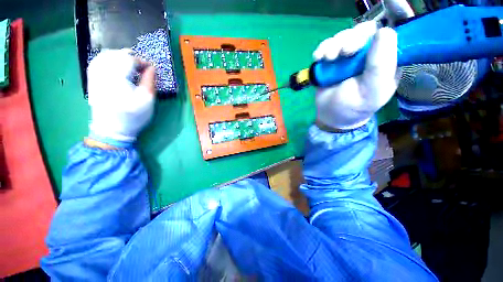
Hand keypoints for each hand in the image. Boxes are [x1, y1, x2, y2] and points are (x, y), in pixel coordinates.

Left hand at [87, 49, 155, 146]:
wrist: (111, 129)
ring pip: (105, 56)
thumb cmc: (133, 116)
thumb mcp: (146, 101)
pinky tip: (115, 64)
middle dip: (131, 57)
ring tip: (130, 64)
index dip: (142, 61)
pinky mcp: (91, 80)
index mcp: (117, 79)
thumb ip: (150, 82)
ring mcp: (94, 76)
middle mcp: (103, 73)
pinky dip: (108, 59)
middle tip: (142, 66)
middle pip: (116, 55)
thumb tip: (152, 68)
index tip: (151, 68)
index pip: (129, 60)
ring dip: (120, 57)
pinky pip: (97, 62)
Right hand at [312, 21, 397, 129]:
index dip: (383, 25)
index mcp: (386, 59)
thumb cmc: (354, 106)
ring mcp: (347, 56)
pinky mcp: (331, 61)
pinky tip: (318, 58)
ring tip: (328, 59)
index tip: (374, 24)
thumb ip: (381, 65)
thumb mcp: (372, 91)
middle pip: (362, 31)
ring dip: (334, 45)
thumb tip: (385, 31)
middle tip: (343, 54)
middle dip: (351, 39)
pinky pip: (327, 46)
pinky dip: (322, 49)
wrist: (331, 115)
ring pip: (343, 36)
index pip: (389, 33)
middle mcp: (368, 53)